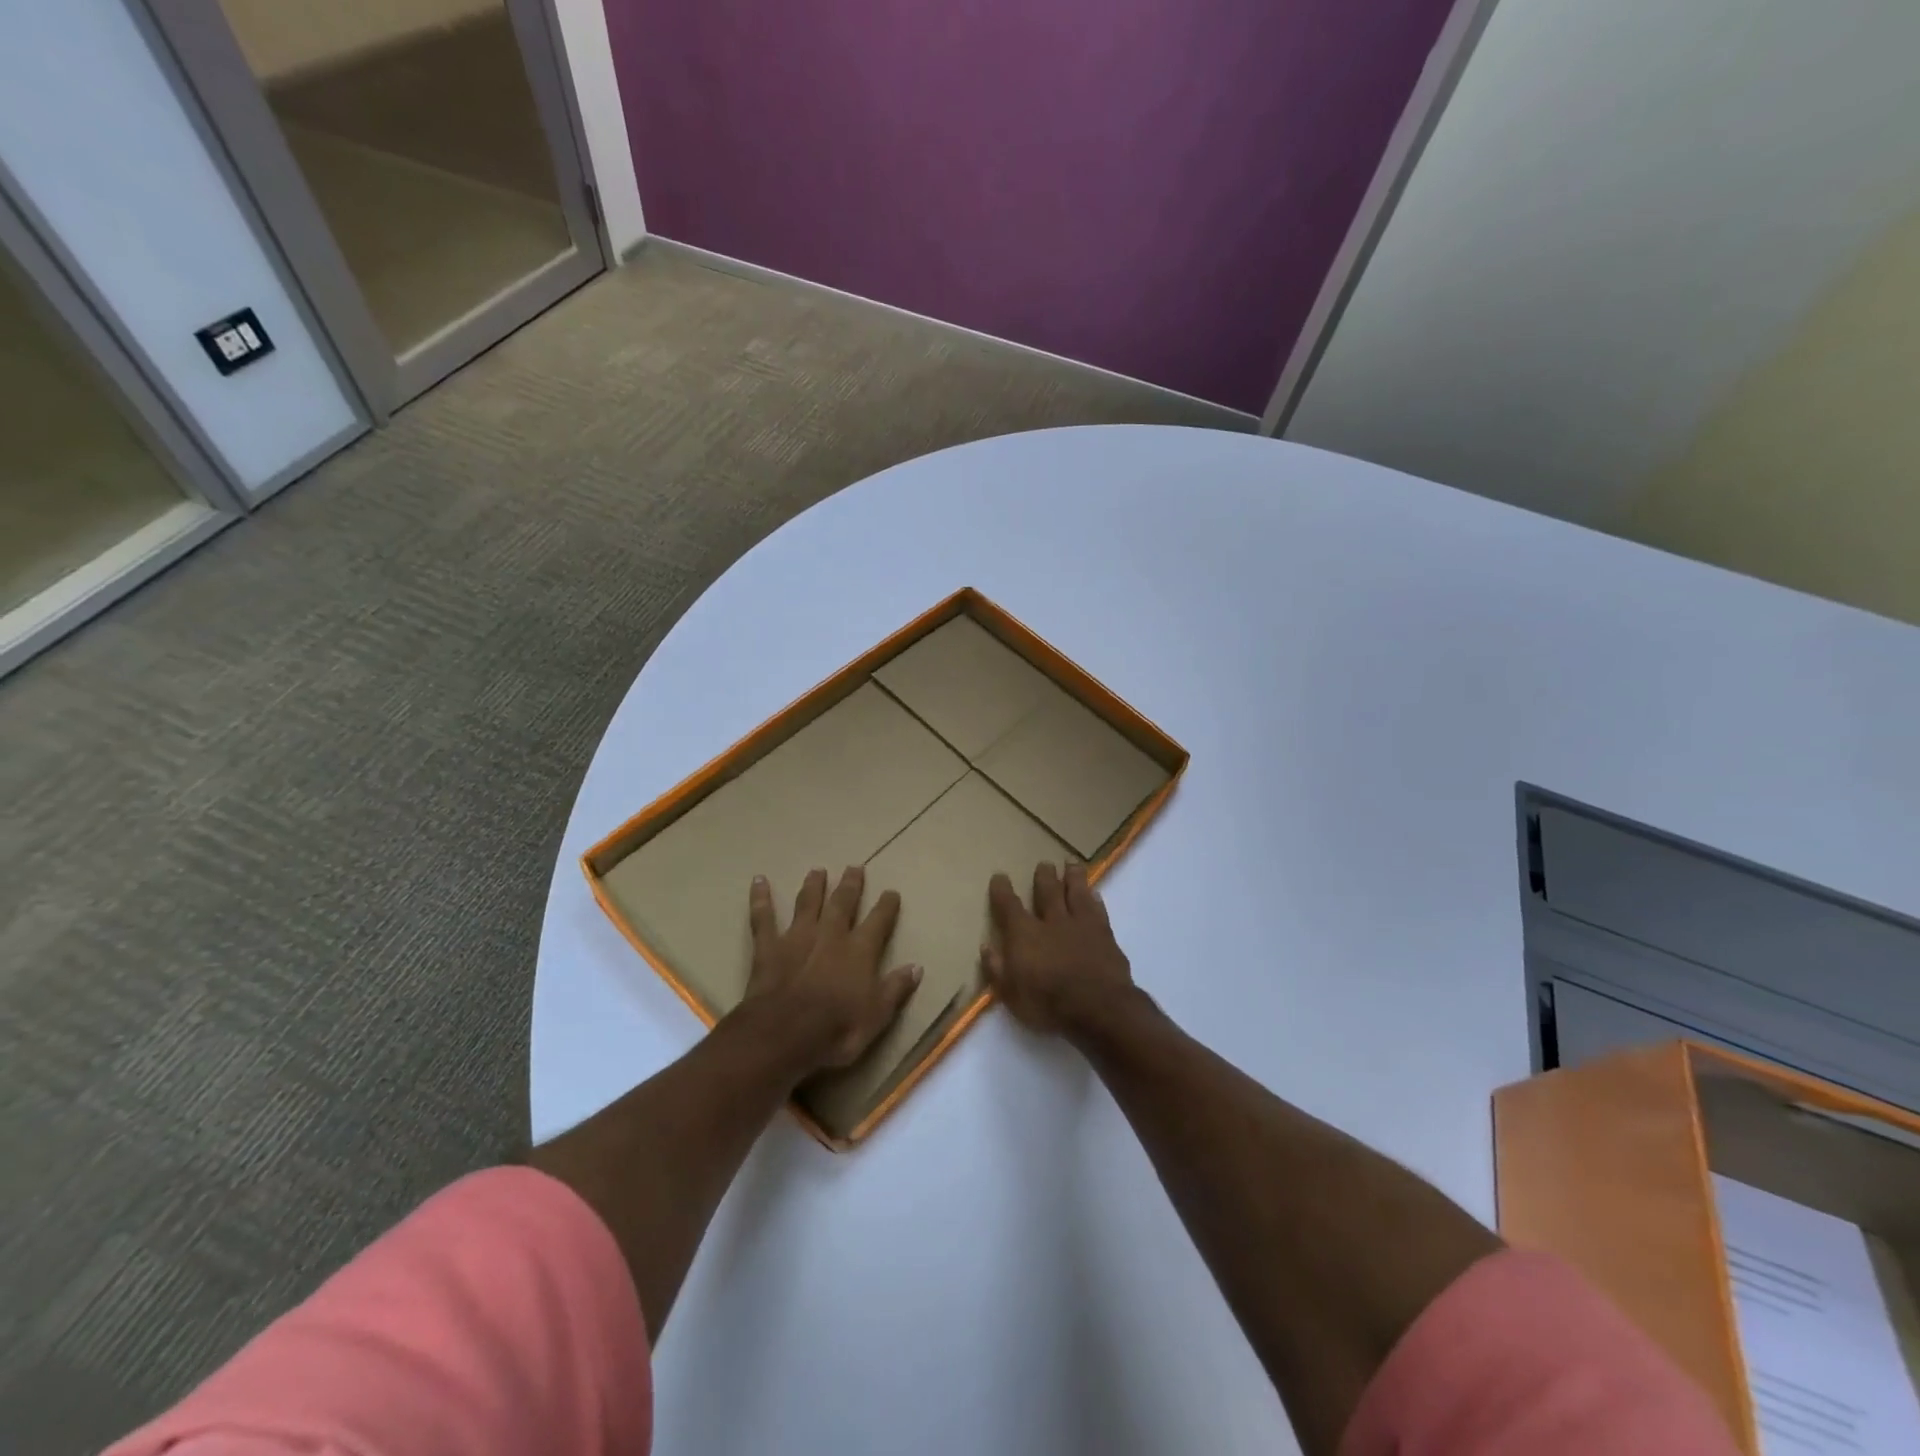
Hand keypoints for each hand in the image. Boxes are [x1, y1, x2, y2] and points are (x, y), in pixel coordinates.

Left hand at [739, 866, 920, 1073]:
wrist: (783, 1035)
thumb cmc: (836, 1030)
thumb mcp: (877, 1016)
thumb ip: (896, 988)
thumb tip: (916, 967)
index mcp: (859, 951)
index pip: (878, 921)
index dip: (886, 906)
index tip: (891, 892)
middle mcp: (830, 935)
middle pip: (842, 903)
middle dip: (850, 885)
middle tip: (854, 867)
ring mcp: (797, 938)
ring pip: (807, 903)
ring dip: (813, 886)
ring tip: (817, 870)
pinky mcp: (768, 947)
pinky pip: (763, 918)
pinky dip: (760, 899)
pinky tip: (759, 881)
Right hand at [982, 861, 1135, 1036]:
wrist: (1099, 1008)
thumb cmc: (1048, 1004)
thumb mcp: (1011, 994)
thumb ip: (997, 969)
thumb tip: (986, 947)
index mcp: (1025, 934)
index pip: (1009, 906)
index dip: (1002, 890)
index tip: (1000, 876)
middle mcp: (1053, 922)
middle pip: (1048, 891)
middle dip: (1044, 876)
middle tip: (1044, 863)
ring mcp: (1082, 926)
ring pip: (1077, 893)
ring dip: (1073, 877)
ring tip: (1072, 864)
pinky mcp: (1106, 935)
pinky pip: (1099, 911)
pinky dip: (1096, 901)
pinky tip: (1096, 895)